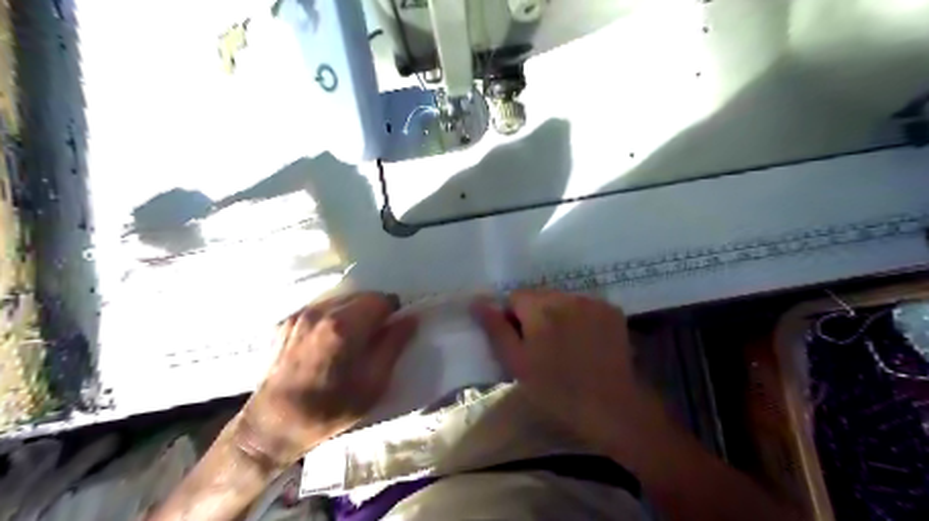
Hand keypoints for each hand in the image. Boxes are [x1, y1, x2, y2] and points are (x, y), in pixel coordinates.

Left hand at [234, 291, 415, 464]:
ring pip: (339, 300)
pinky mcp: (285, 322)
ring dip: (352, 312)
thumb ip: (394, 345)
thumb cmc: (330, 409)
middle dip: (373, 311)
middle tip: (374, 336)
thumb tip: (410, 318)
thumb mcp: (374, 383)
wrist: (273, 426)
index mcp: (345, 326)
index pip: (380, 300)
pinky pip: (319, 309)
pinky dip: (331, 318)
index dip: (392, 311)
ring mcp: (300, 315)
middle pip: (360, 296)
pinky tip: (327, 342)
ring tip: (350, 340)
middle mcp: (321, 312)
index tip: (393, 329)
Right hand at [473, 292, 659, 453]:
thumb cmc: (556, 390)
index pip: (515, 297)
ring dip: (558, 315)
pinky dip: (581, 318)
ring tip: (565, 346)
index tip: (522, 343)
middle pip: (540, 295)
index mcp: (540, 307)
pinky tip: (585, 342)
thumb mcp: (517, 363)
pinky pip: (585, 306)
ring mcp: (593, 302)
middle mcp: (567, 296)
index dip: (513, 319)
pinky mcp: (611, 310)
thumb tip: (476, 301)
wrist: (611, 407)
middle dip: (536, 315)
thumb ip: (495, 329)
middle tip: (542, 347)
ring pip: (563, 300)